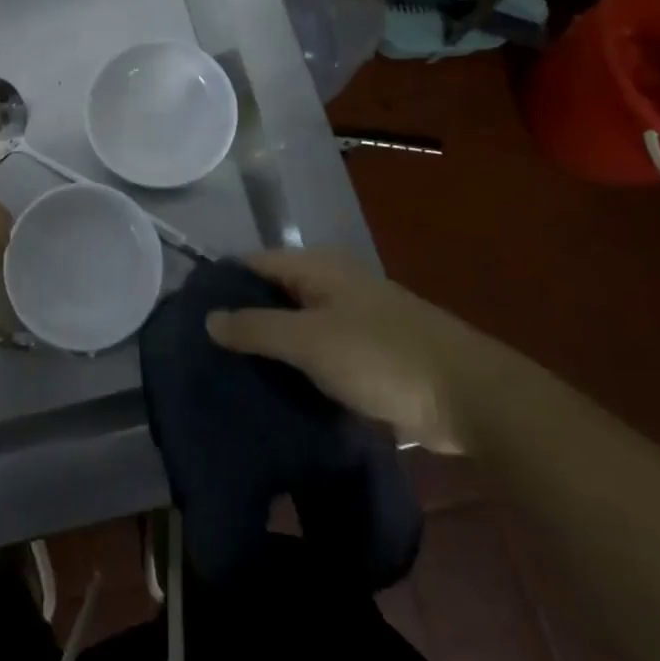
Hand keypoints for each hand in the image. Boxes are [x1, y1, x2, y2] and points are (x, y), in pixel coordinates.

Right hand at [204, 251, 485, 452]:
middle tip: (205, 350)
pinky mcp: (371, 354)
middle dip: (242, 317)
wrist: (471, 397)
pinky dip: (298, 367)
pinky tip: (276, 392)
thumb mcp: (309, 341)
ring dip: (270, 346)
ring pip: (297, 326)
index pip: (254, 263)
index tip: (189, 312)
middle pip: (274, 293)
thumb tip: (208, 318)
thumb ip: (256, 328)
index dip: (221, 283)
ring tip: (230, 374)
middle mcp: (333, 284)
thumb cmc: (383, 357)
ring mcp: (354, 319)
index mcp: (317, 268)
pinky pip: (320, 353)